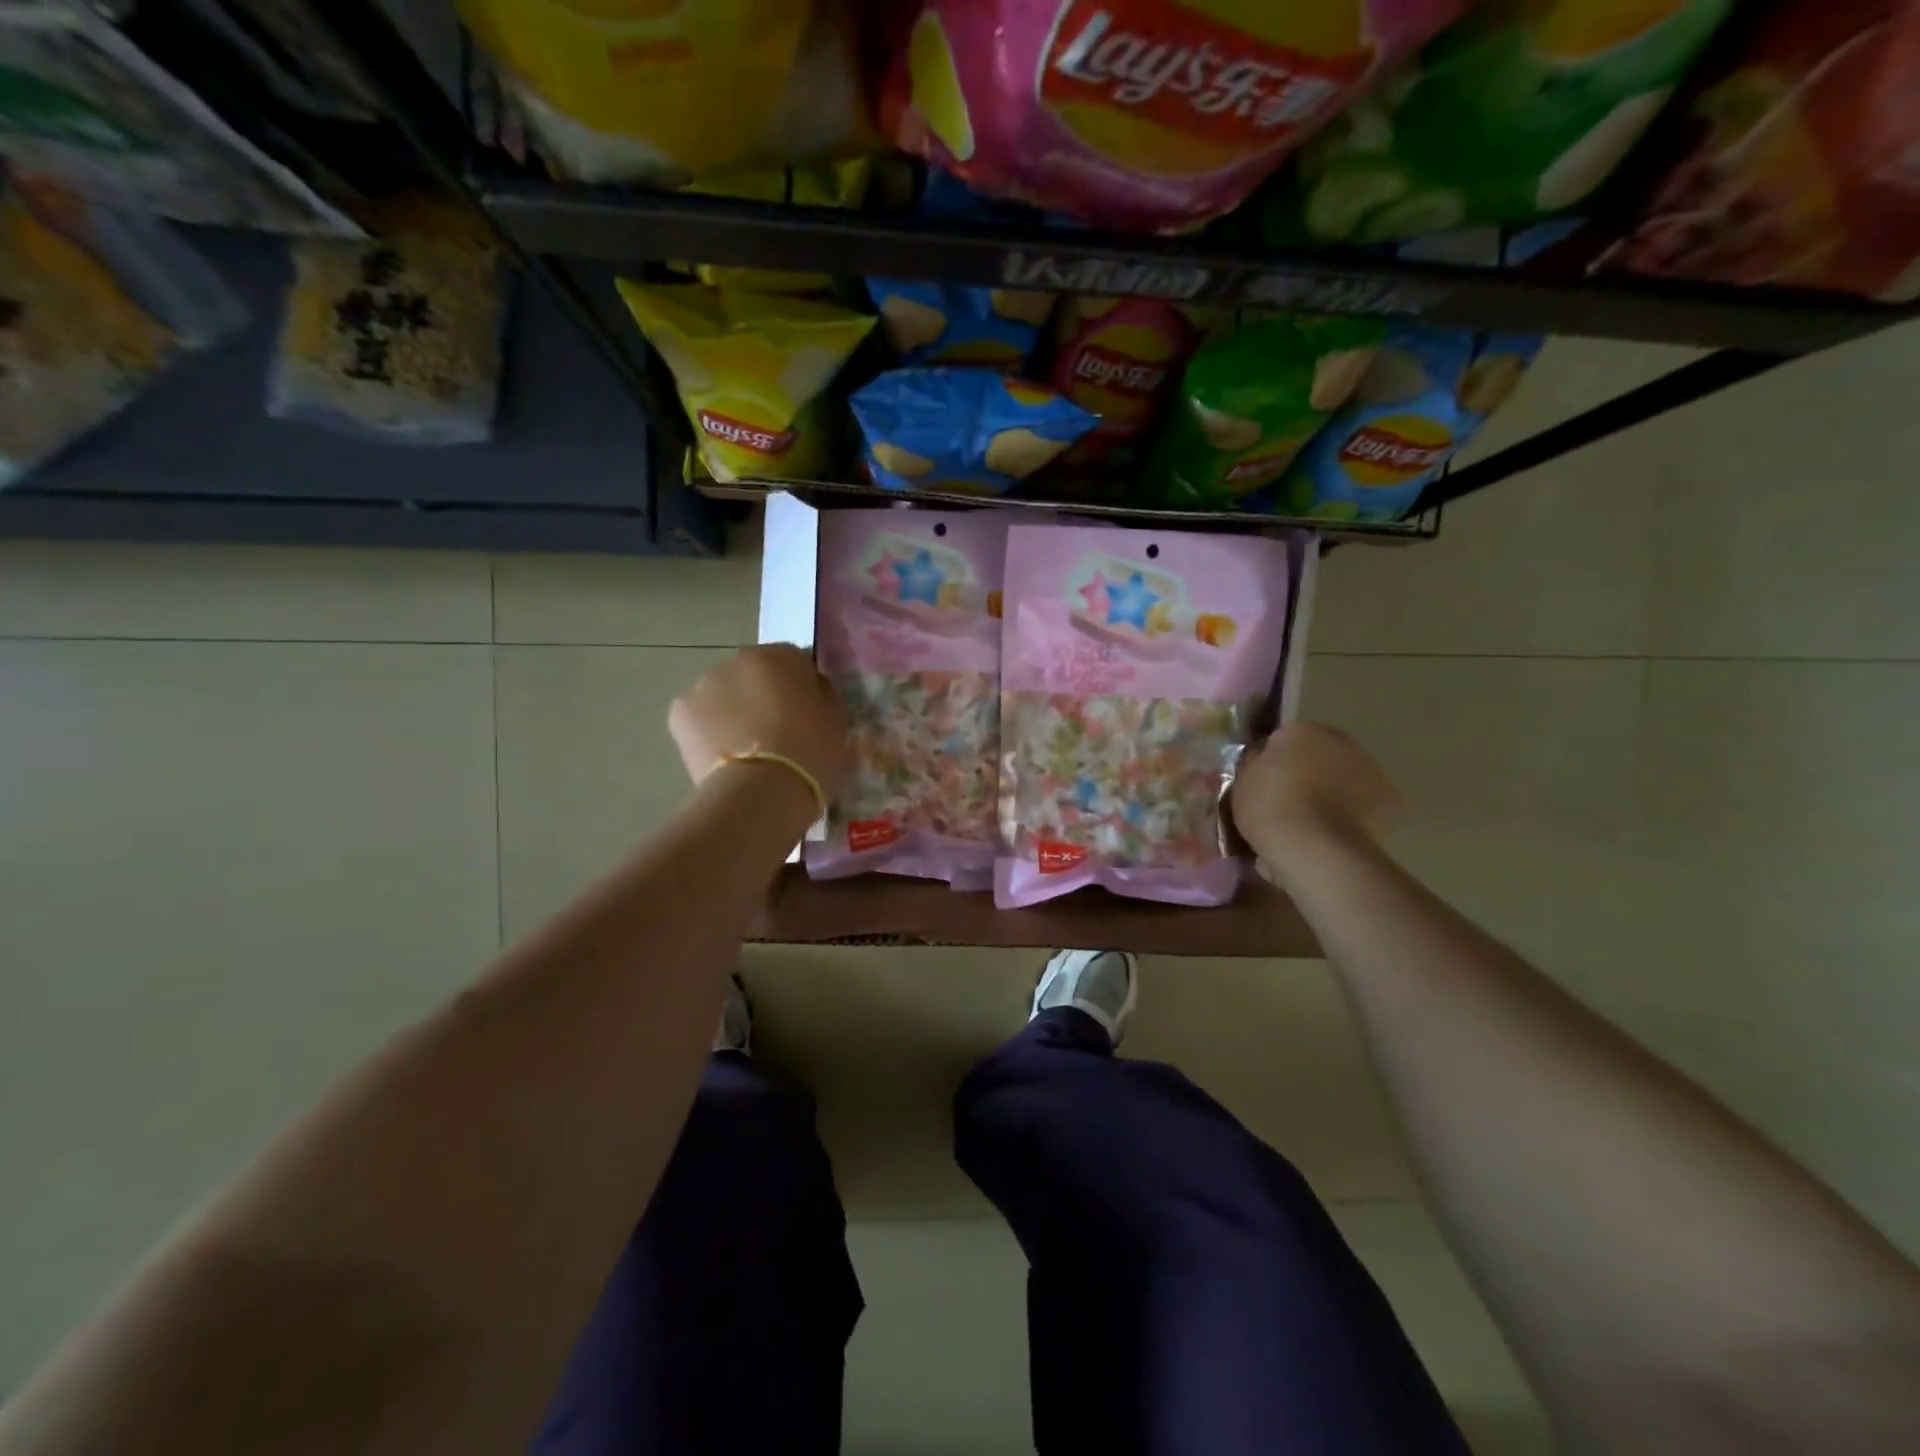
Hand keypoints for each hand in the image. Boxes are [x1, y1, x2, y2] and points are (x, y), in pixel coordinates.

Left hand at [668, 644, 848, 801]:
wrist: (762, 789)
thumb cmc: (810, 751)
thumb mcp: (837, 720)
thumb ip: (823, 697)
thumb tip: (812, 693)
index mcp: (779, 656)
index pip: (794, 662)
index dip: (802, 688)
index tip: (808, 714)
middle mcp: (736, 660)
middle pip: (753, 675)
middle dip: (763, 696)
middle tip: (777, 733)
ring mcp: (702, 686)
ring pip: (723, 696)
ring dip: (733, 713)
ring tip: (748, 752)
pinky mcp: (679, 715)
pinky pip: (700, 720)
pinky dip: (709, 733)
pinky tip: (724, 759)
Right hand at [1233, 721, 1400, 879]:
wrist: (1315, 848)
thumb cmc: (1270, 809)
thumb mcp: (1243, 782)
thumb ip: (1256, 764)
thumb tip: (1264, 759)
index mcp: (1300, 730)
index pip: (1283, 739)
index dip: (1274, 762)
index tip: (1265, 784)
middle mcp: (1339, 740)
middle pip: (1319, 754)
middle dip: (1307, 773)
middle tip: (1289, 804)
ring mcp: (1370, 768)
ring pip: (1345, 777)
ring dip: (1332, 792)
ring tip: (1313, 827)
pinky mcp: (1390, 800)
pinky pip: (1364, 804)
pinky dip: (1353, 816)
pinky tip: (1336, 837)